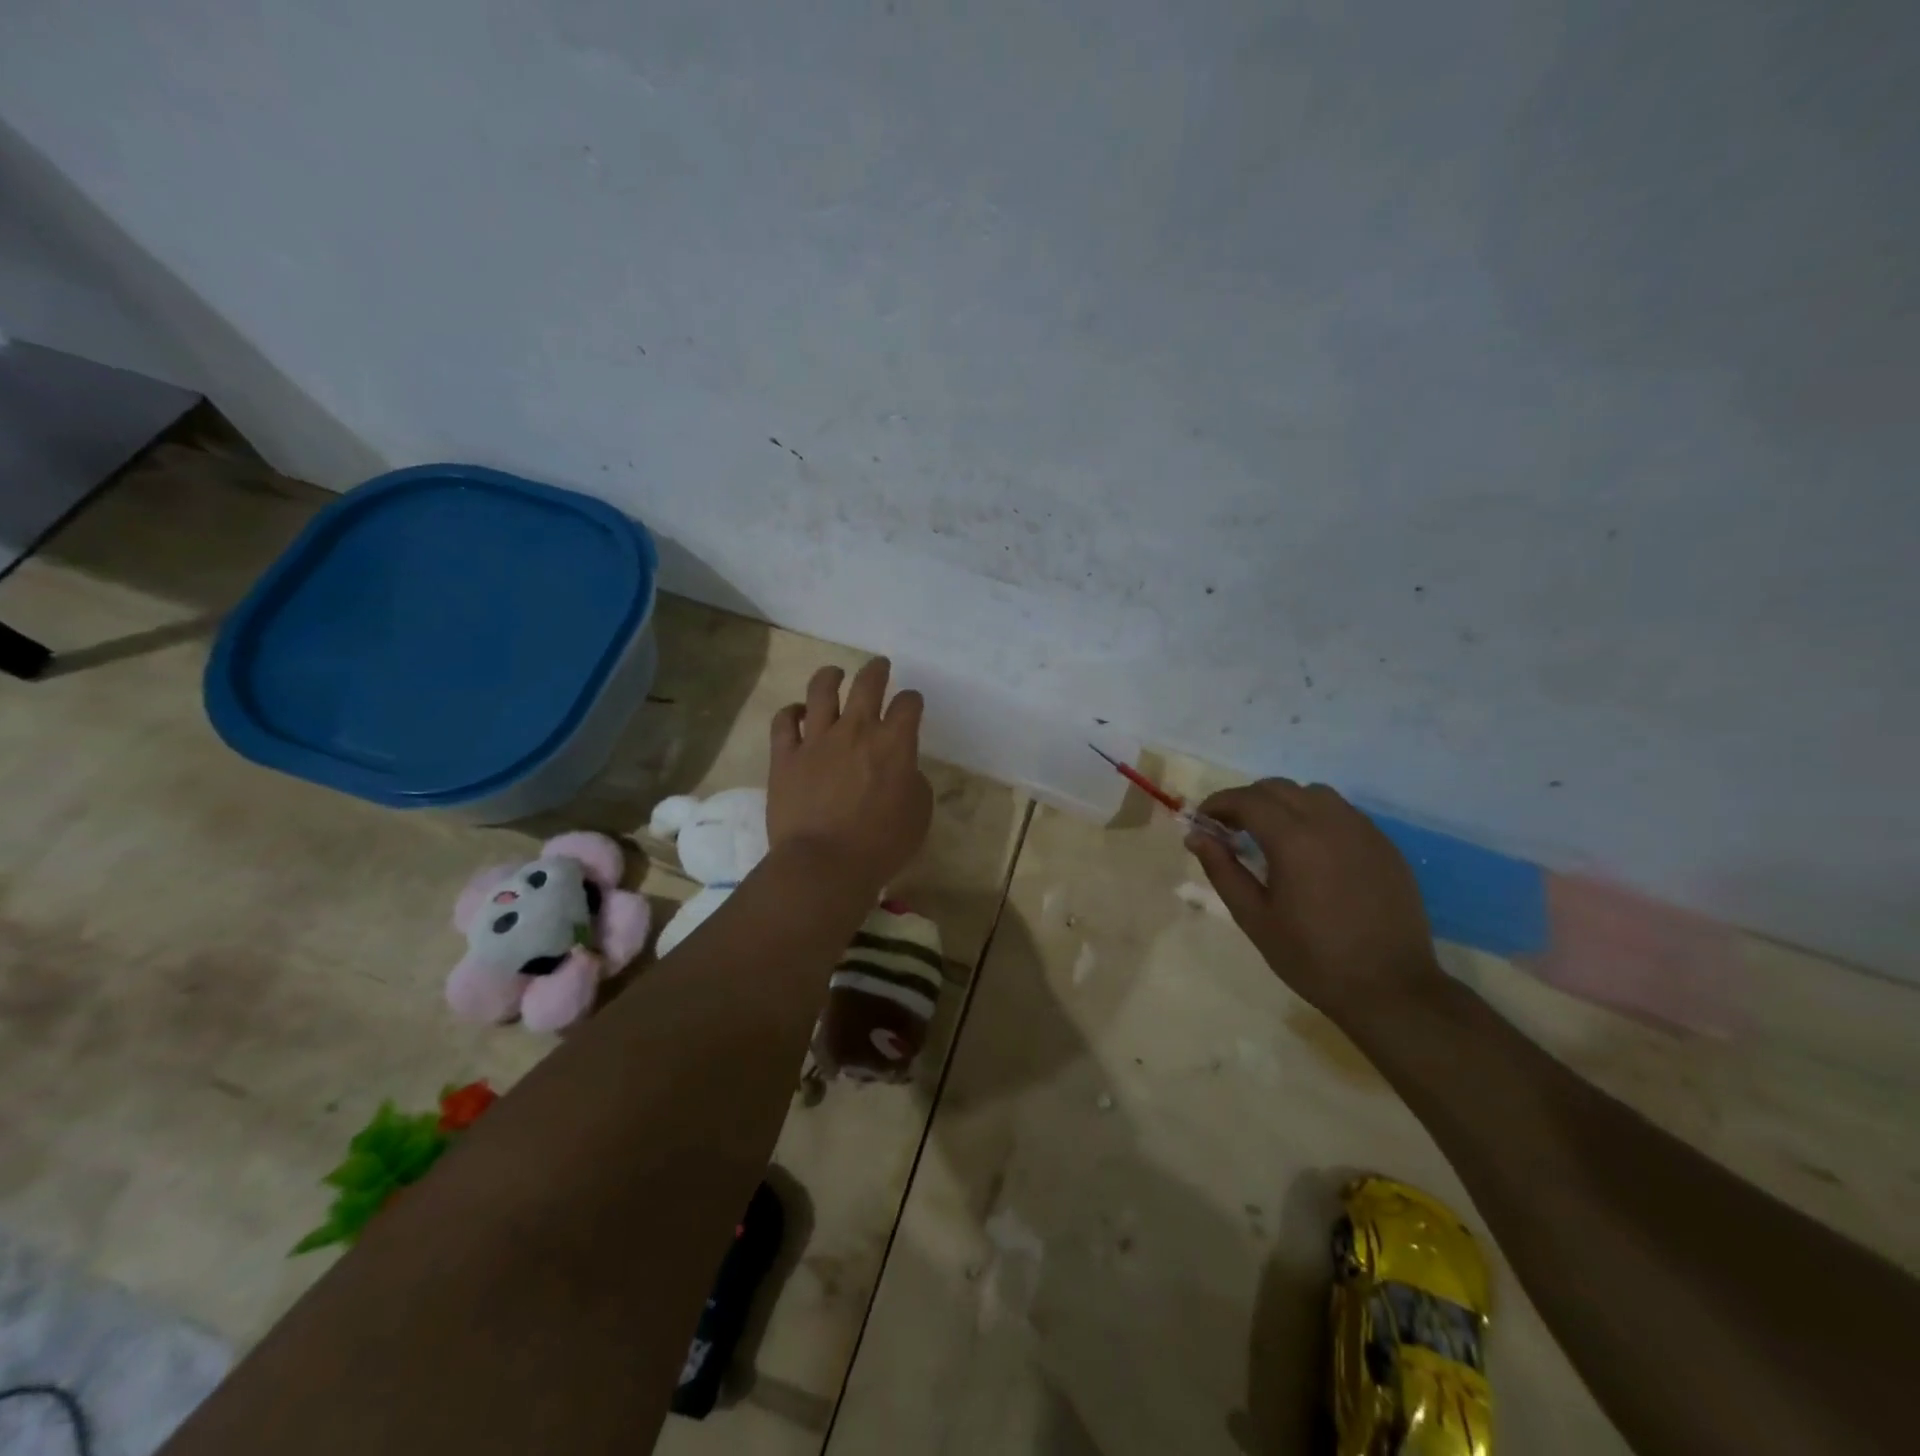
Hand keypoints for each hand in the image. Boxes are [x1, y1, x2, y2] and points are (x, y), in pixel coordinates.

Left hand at [768, 658, 933, 894]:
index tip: (911, 705)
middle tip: (879, 667)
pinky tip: (798, 713)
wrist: (823, 865)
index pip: (908, 704)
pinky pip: (784, 721)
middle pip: (868, 683)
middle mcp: (856, 730)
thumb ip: (913, 781)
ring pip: (821, 690)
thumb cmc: (880, 845)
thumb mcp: (918, 814)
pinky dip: (792, 712)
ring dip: (831, 676)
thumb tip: (902, 769)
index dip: (912, 700)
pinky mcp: (785, 756)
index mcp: (894, 743)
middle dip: (876, 670)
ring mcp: (816, 740)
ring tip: (835, 674)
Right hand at [1188, 779, 1441, 1022]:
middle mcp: (1330, 822)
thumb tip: (1196, 836)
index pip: (1247, 800)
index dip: (1218, 803)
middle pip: (1278, 788)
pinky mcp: (1384, 845)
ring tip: (1271, 835)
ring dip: (1283, 803)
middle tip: (1230, 828)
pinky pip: (1342, 813)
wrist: (1391, 988)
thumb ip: (1222, 870)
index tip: (1203, 821)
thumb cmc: (1312, 957)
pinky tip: (1310, 850)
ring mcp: (1363, 830)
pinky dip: (1315, 816)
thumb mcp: (1254, 917)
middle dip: (1247, 800)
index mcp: (1294, 839)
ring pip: (1313, 794)